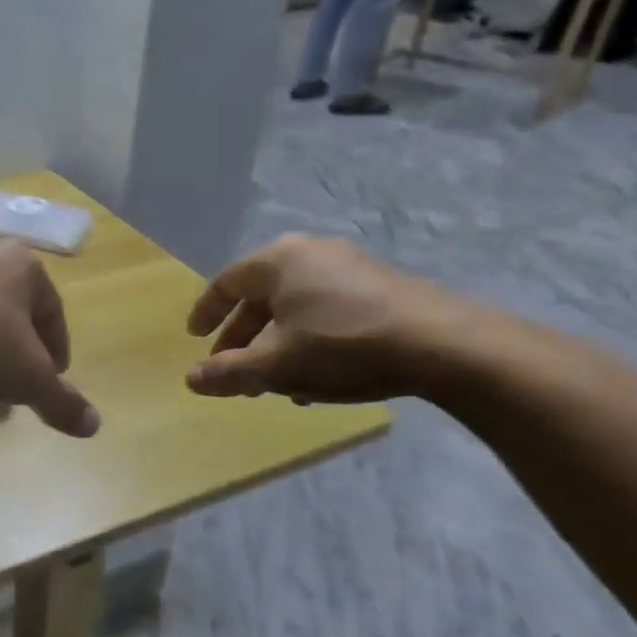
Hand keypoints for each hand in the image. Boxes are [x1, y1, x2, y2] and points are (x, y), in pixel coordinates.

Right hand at [183, 236, 474, 403]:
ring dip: (275, 344)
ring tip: (272, 382)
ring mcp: (350, 268)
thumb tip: (192, 380)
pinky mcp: (379, 288)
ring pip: (294, 308)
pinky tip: (315, 377)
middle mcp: (311, 254)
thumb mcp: (275, 365)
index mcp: (278, 261)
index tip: (195, 337)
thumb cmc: (343, 346)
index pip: (226, 282)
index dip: (206, 312)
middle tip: (231, 369)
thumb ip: (227, 373)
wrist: (444, 345)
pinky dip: (307, 340)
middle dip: (242, 338)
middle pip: (260, 297)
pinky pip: (325, 311)